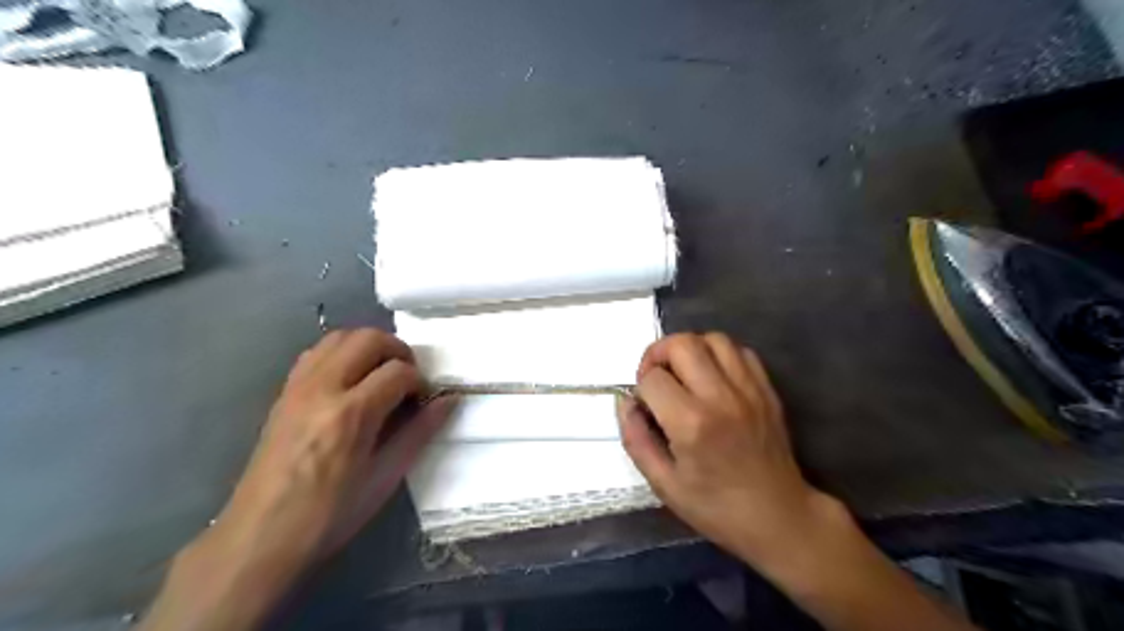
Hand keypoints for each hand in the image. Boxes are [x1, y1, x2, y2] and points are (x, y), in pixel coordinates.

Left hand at [143, 330, 450, 630]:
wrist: (260, 536)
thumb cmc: (331, 514)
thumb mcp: (385, 476)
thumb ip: (420, 432)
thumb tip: (449, 401)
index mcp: (352, 414)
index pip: (398, 371)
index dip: (419, 381)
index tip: (423, 401)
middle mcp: (323, 388)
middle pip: (368, 339)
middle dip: (398, 351)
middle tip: (408, 378)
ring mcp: (298, 387)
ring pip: (340, 337)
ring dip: (369, 346)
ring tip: (382, 374)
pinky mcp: (284, 393)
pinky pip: (316, 352)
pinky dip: (342, 353)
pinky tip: (351, 380)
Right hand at [614, 332, 842, 564]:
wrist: (779, 518)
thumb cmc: (716, 508)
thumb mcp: (663, 484)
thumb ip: (636, 439)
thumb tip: (625, 403)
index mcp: (692, 424)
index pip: (652, 379)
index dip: (640, 389)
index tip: (645, 407)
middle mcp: (721, 397)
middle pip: (682, 344)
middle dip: (658, 354)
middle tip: (656, 378)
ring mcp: (748, 390)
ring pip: (713, 338)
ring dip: (690, 349)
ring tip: (684, 373)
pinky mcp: (767, 390)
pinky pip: (740, 351)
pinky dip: (720, 355)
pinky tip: (713, 377)